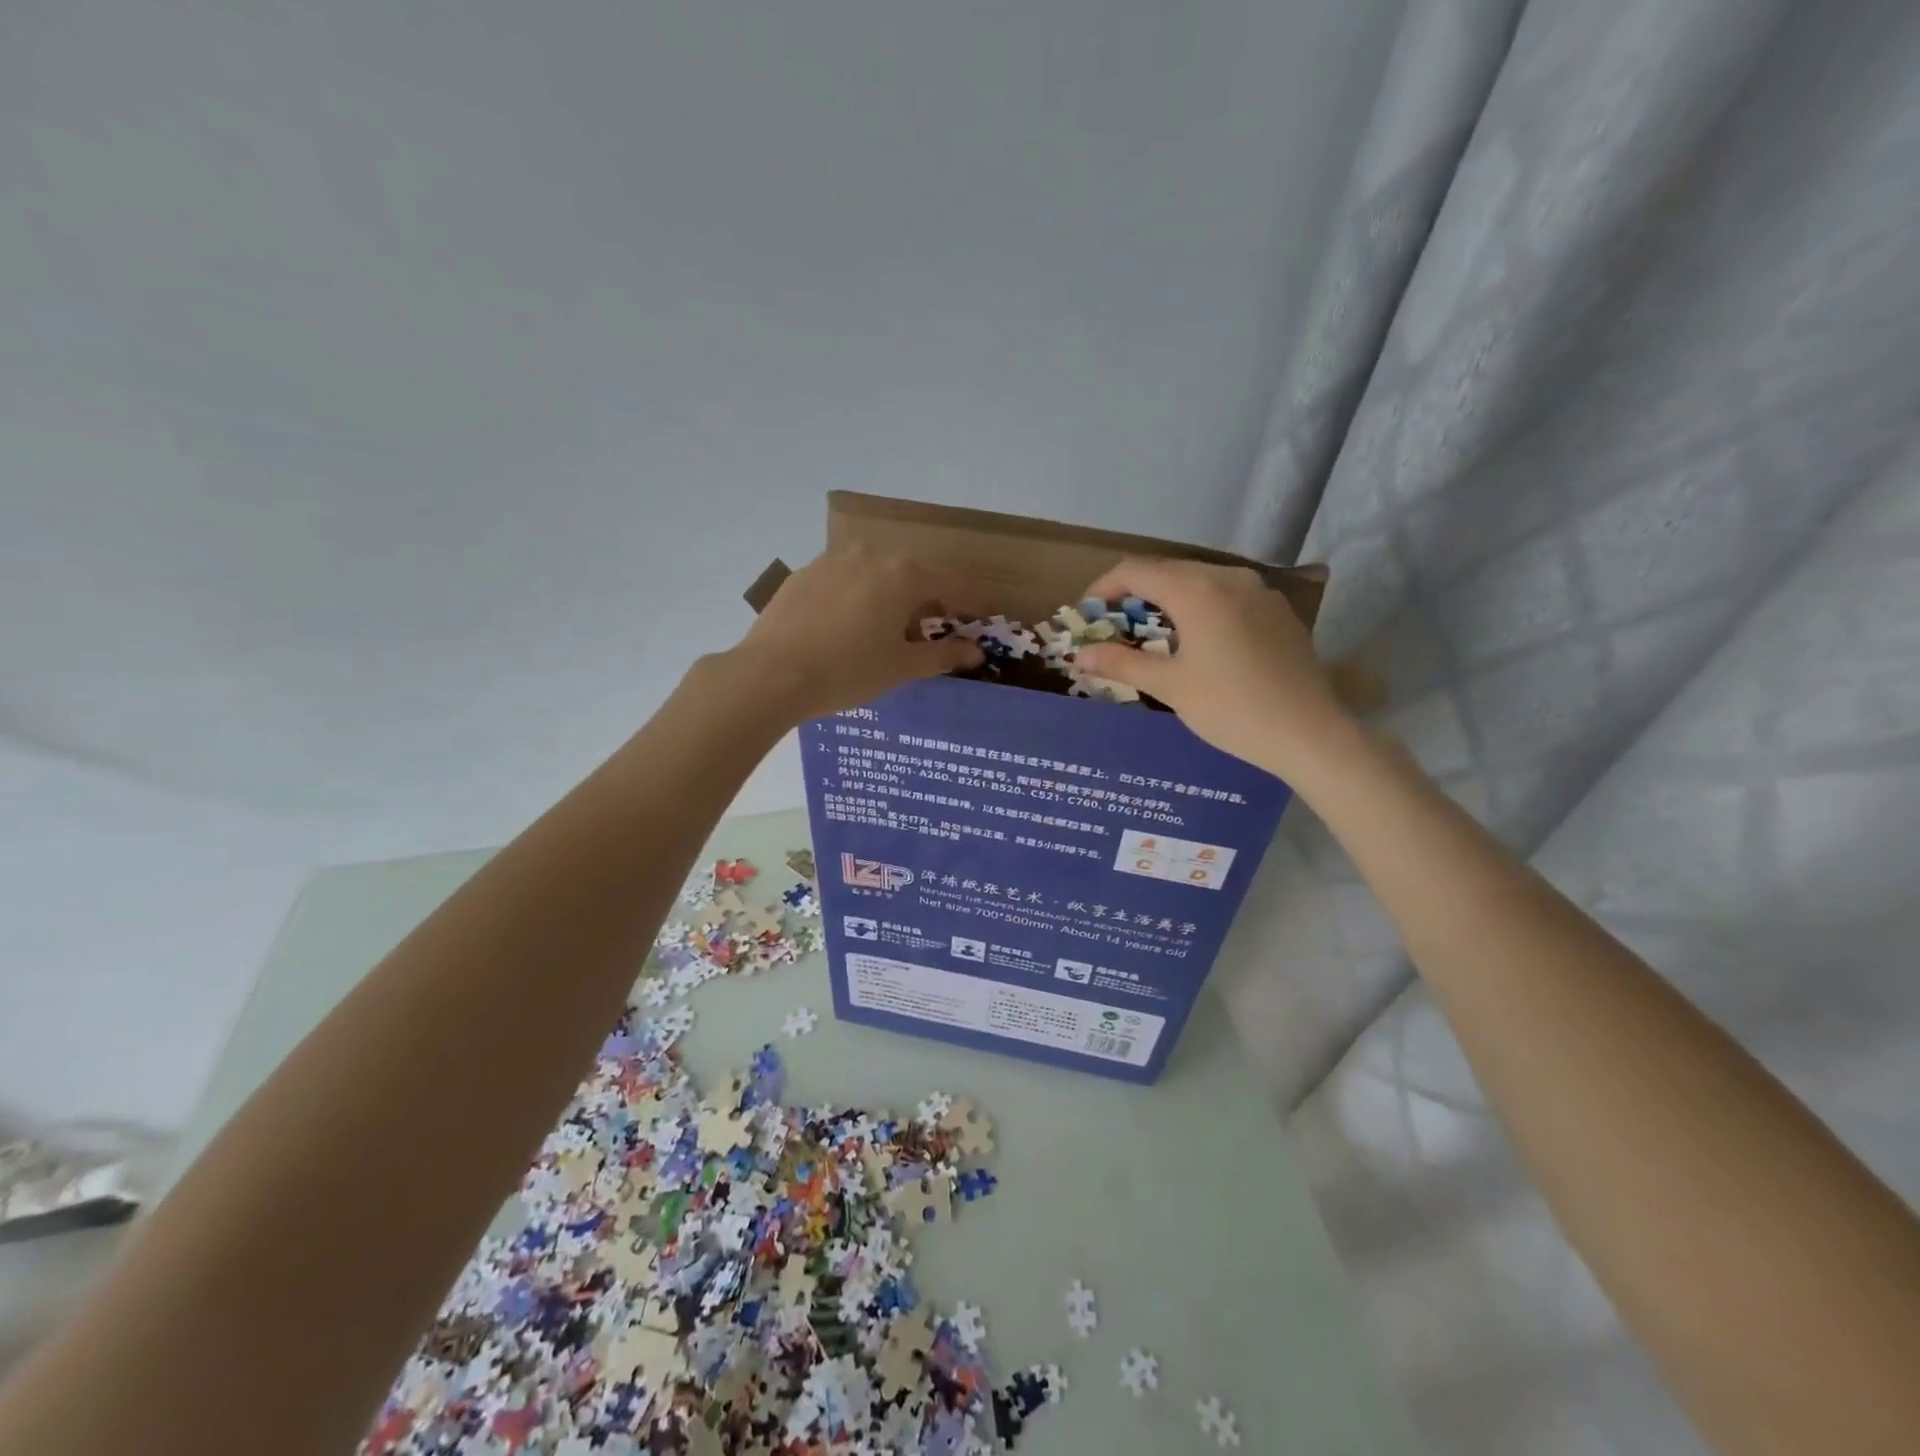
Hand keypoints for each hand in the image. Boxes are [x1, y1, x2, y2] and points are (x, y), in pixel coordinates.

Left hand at [721, 545, 984, 722]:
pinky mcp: (804, 573)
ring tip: (880, 637)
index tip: (983, 619)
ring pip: (876, 577)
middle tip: (926, 638)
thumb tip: (975, 651)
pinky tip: (843, 631)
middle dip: (926, 605)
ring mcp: (834, 561)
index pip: (953, 585)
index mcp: (904, 576)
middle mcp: (872, 556)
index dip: (973, 604)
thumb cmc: (848, 672)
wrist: (771, 674)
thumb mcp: (902, 667)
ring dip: (889, 600)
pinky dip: (856, 600)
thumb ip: (944, 655)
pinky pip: (844, 583)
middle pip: (913, 578)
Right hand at [1074, 558, 1350, 779]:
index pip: (1136, 571)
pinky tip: (1196, 639)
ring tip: (1150, 633)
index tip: (1086, 615)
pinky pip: (1226, 595)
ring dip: (1166, 599)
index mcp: (1197, 591)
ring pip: (1199, 580)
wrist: (1309, 733)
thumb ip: (1121, 663)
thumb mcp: (1169, 686)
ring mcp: (1258, 591)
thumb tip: (1079, 655)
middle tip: (1113, 627)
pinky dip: (1199, 607)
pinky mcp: (1277, 610)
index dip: (1103, 588)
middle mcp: (1228, 578)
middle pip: (1167, 571)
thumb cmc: (1231, 708)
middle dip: (1133, 594)